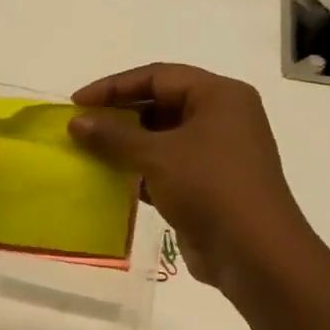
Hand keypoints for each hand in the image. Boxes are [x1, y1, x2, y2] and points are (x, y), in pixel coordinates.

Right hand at [68, 63, 309, 295]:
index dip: (114, 86)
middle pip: (160, 104)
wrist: (253, 252)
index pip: (158, 76)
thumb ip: (113, 136)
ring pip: (162, 138)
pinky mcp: (207, 185)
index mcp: (219, 96)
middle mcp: (221, 118)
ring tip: (88, 154)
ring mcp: (216, 153)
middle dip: (119, 116)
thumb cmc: (209, 187)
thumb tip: (76, 122)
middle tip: (80, 129)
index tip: (77, 103)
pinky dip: (139, 171)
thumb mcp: (157, 156)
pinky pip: (166, 167)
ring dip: (126, 145)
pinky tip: (110, 181)